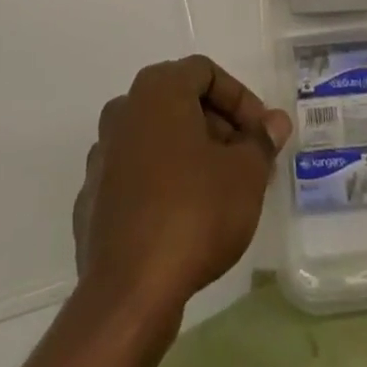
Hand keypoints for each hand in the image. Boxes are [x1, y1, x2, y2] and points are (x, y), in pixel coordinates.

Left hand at [72, 56, 291, 319]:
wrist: (127, 294)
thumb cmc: (193, 213)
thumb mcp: (246, 174)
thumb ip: (261, 141)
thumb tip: (275, 122)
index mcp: (157, 89)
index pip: (206, 73)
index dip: (240, 99)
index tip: (261, 134)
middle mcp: (124, 110)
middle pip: (180, 103)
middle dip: (218, 127)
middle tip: (247, 161)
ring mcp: (102, 155)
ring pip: (157, 138)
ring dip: (191, 154)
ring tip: (222, 191)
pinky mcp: (92, 199)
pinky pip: (136, 176)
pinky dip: (163, 184)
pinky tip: (184, 219)